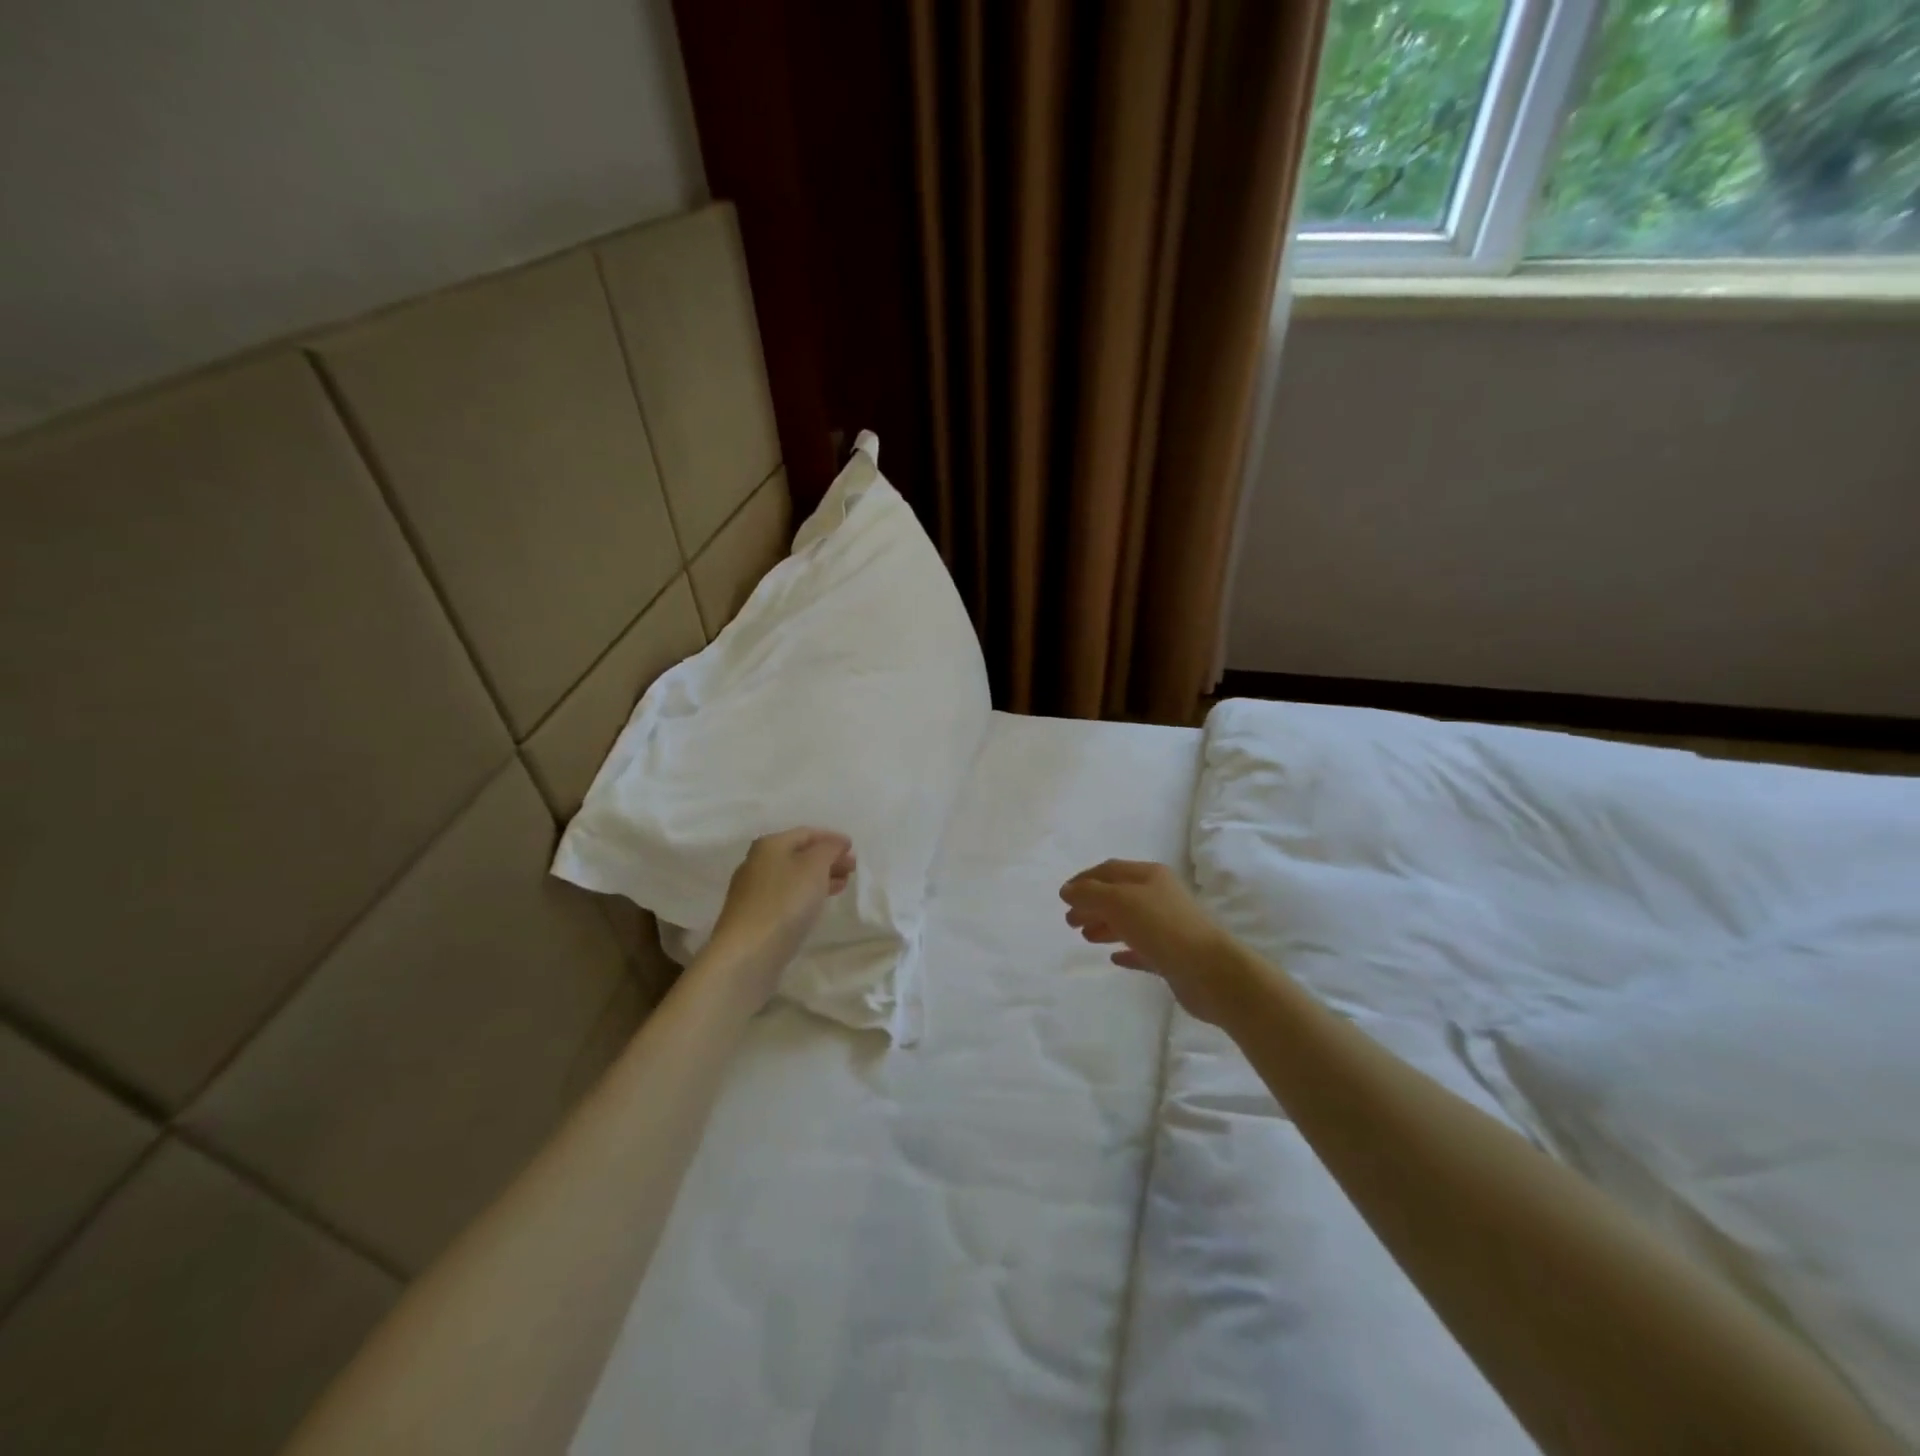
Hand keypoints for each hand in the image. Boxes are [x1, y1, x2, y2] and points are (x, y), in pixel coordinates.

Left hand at [707, 828, 855, 1005]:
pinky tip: (817, 905)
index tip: (853, 848)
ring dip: (819, 878)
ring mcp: (753, 891)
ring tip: (842, 886)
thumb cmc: (785, 901)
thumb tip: (835, 843)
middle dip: (827, 859)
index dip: (832, 838)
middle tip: (852, 869)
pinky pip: (786, 896)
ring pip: (793, 876)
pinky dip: (806, 895)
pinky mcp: (754, 917)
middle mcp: (757, 863)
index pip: (806, 833)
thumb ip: (829, 849)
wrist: (748, 952)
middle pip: (798, 854)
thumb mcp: (814, 867)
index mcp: (769, 845)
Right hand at [1061, 860, 1233, 1024]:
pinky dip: (1125, 950)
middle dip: (1092, 904)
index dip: (1084, 879)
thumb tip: (1067, 890)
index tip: (1063, 895)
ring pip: (1129, 922)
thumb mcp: (1119, 901)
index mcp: (1149, 876)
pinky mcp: (1172, 956)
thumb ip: (1089, 894)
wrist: (1210, 971)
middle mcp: (1159, 896)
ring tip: (1085, 937)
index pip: (1110, 870)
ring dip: (1104, 926)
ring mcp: (1167, 927)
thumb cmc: (1162, 927)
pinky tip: (1112, 958)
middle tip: (1069, 921)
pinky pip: (1142, 950)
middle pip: (1118, 896)